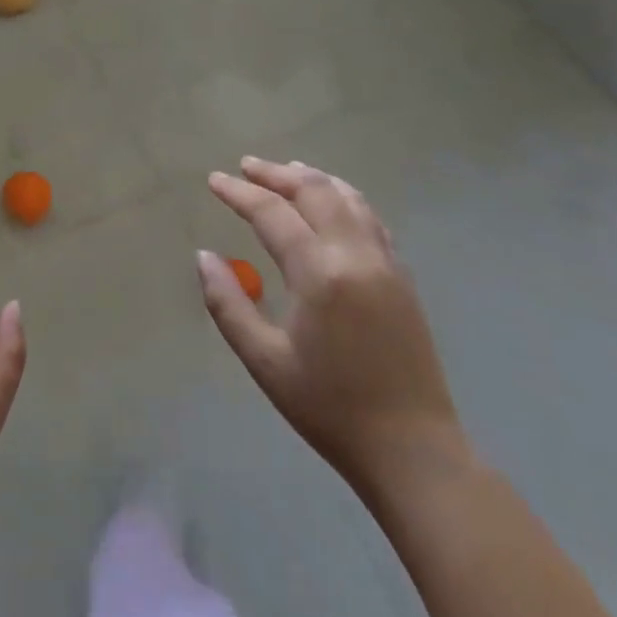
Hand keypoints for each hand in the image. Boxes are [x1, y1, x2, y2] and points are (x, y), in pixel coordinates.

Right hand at [198, 158, 467, 500]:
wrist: (412, 449)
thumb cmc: (329, 407)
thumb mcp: (264, 361)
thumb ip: (228, 303)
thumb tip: (204, 257)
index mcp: (320, 274)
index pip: (273, 214)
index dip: (240, 193)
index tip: (215, 180)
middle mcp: (357, 256)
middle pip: (315, 192)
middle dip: (277, 174)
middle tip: (246, 166)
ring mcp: (386, 263)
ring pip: (349, 199)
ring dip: (314, 179)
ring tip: (287, 171)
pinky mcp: (403, 278)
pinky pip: (370, 219)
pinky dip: (344, 198)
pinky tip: (332, 203)